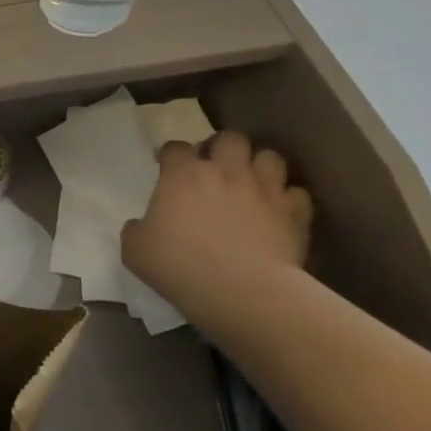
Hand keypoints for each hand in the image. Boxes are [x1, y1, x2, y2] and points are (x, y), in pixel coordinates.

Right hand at [121, 131, 313, 314]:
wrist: (242, 291)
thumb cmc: (180, 265)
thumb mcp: (135, 250)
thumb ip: (136, 229)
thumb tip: (142, 226)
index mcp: (182, 175)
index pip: (175, 147)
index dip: (171, 155)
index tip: (167, 168)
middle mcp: (226, 171)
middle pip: (230, 138)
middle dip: (222, 148)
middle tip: (215, 168)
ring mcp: (264, 189)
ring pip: (269, 157)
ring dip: (259, 166)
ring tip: (251, 183)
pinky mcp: (294, 213)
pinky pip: (296, 193)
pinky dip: (287, 199)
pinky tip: (278, 212)